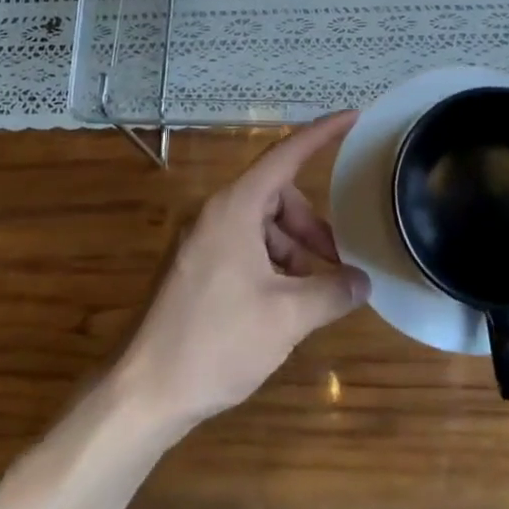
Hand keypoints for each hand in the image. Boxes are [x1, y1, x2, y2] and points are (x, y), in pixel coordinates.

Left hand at [117, 113, 369, 432]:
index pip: (285, 155)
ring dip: (293, 248)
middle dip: (312, 224)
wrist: (146, 391)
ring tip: (312, 290)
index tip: (353, 117)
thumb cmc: (217, 342)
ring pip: (261, 224)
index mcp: (234, 208)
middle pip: (277, 196)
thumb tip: (363, 283)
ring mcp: (201, 240)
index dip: (322, 134)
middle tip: (337, 260)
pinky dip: (271, 263)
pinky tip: (283, 302)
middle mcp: (215, 213)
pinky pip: (244, 246)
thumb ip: (332, 292)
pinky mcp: (195, 266)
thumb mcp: (287, 316)